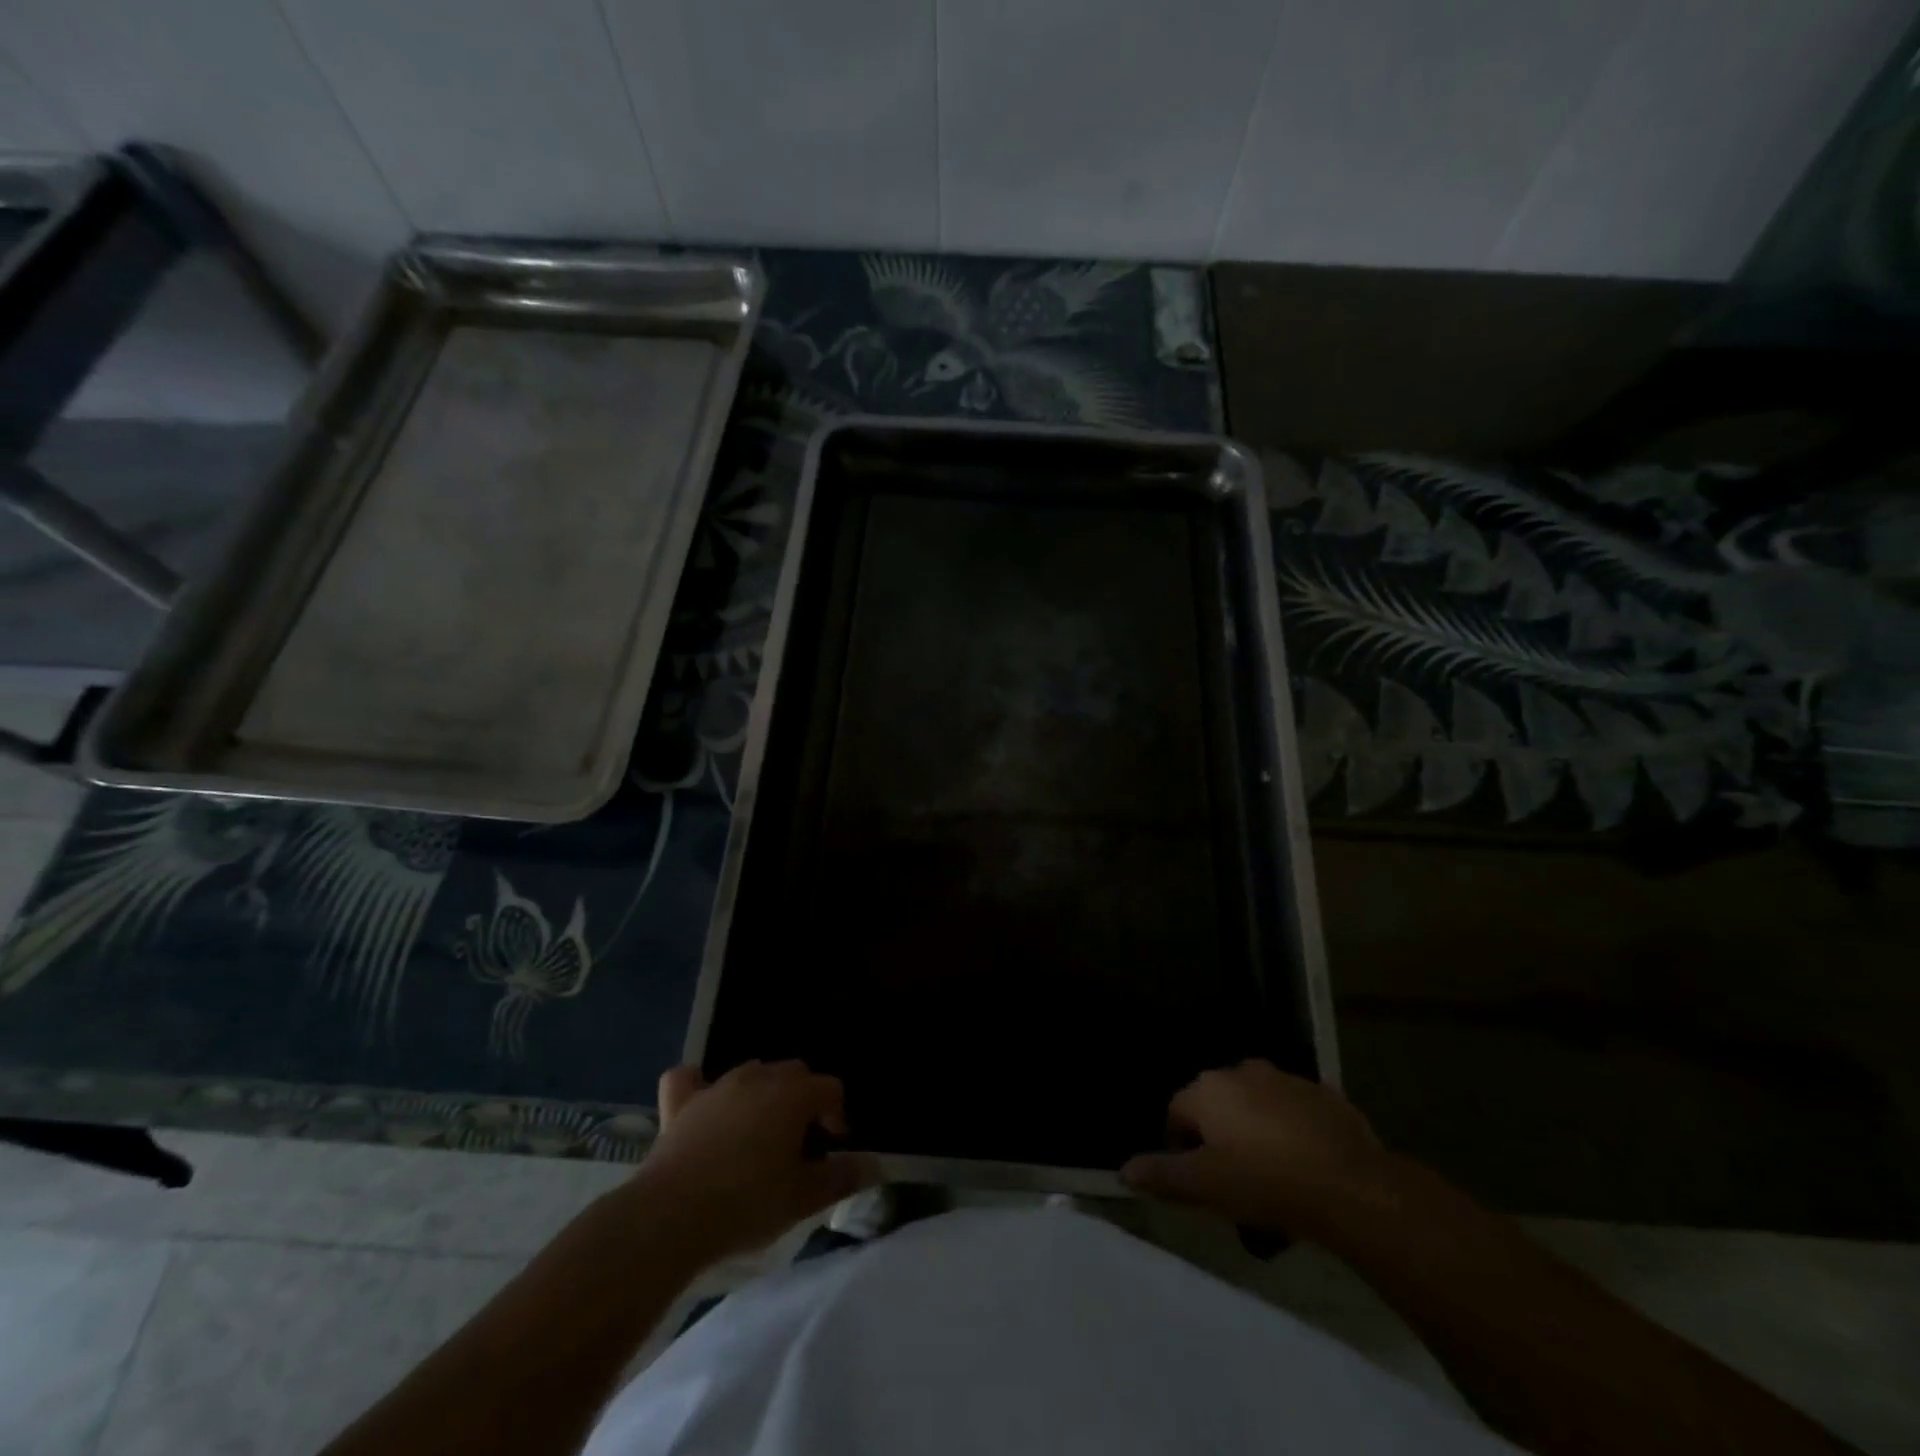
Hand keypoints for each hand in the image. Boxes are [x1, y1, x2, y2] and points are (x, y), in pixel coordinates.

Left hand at [631, 1061, 877, 1260]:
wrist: (671, 1217)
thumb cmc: (746, 1204)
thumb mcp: (802, 1199)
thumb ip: (841, 1178)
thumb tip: (874, 1165)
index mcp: (792, 1095)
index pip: (829, 1088)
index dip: (837, 1114)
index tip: (832, 1147)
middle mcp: (758, 1078)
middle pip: (793, 1073)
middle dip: (803, 1099)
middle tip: (800, 1141)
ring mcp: (716, 1087)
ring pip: (751, 1072)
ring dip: (763, 1092)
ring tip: (761, 1131)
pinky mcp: (680, 1104)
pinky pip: (688, 1079)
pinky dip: (697, 1084)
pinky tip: (702, 1101)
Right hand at [1120, 1060, 1399, 1240]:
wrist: (1351, 1186)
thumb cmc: (1266, 1183)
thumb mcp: (1205, 1187)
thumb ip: (1162, 1175)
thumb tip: (1124, 1170)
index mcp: (1208, 1089)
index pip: (1176, 1114)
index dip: (1182, 1151)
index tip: (1201, 1186)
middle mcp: (1240, 1071)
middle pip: (1217, 1108)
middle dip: (1221, 1142)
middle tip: (1236, 1186)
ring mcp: (1285, 1079)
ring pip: (1257, 1108)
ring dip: (1256, 1135)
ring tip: (1273, 1182)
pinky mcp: (1323, 1094)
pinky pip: (1295, 1113)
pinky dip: (1292, 1134)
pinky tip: (1306, 1170)